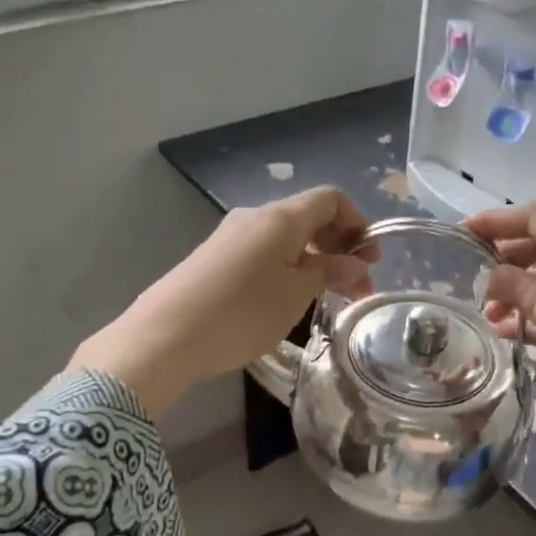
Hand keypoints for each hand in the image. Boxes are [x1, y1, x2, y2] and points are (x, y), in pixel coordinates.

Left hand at [70, 188, 374, 418]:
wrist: (166, 335)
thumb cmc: (243, 312)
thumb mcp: (296, 294)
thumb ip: (329, 272)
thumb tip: (355, 261)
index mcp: (281, 217)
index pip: (330, 199)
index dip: (357, 223)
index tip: (370, 260)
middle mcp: (254, 216)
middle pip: (308, 218)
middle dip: (338, 248)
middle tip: (354, 288)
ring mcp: (230, 237)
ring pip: (284, 238)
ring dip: (311, 262)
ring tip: (321, 299)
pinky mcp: (212, 259)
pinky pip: (261, 253)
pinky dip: (285, 269)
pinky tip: (283, 301)